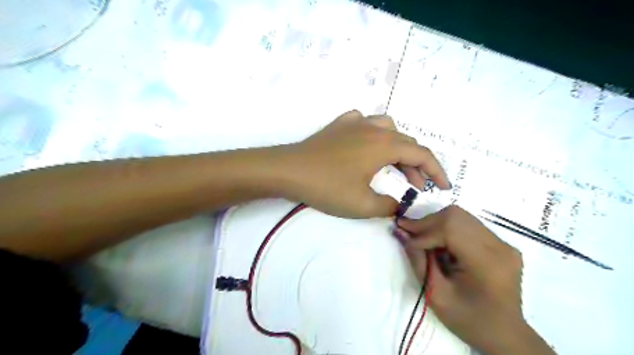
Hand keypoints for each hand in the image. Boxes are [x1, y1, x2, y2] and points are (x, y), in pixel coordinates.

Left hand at [280, 109, 447, 217]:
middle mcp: (374, 128)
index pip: (422, 155)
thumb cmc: (327, 187)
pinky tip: (367, 145)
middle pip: (406, 143)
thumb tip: (398, 205)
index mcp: (384, 145)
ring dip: (398, 147)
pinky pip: (365, 123)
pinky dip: (374, 134)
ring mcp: (355, 123)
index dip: (437, 171)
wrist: (289, 170)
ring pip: (388, 129)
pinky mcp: (339, 125)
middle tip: (416, 185)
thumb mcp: (362, 204)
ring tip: (395, 165)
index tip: (443, 187)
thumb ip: (388, 205)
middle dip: (417, 165)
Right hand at [401, 205, 555, 354]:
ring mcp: (503, 243)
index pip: (450, 229)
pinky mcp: (500, 243)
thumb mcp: (436, 295)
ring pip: (461, 217)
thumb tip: (401, 233)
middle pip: (456, 216)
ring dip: (436, 224)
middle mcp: (499, 246)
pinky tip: (439, 243)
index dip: (424, 231)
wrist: (504, 334)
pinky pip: (468, 225)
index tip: (403, 236)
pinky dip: (447, 228)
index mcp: (487, 263)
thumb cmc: (469, 320)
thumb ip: (418, 261)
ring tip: (422, 237)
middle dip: (427, 223)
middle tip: (408, 231)